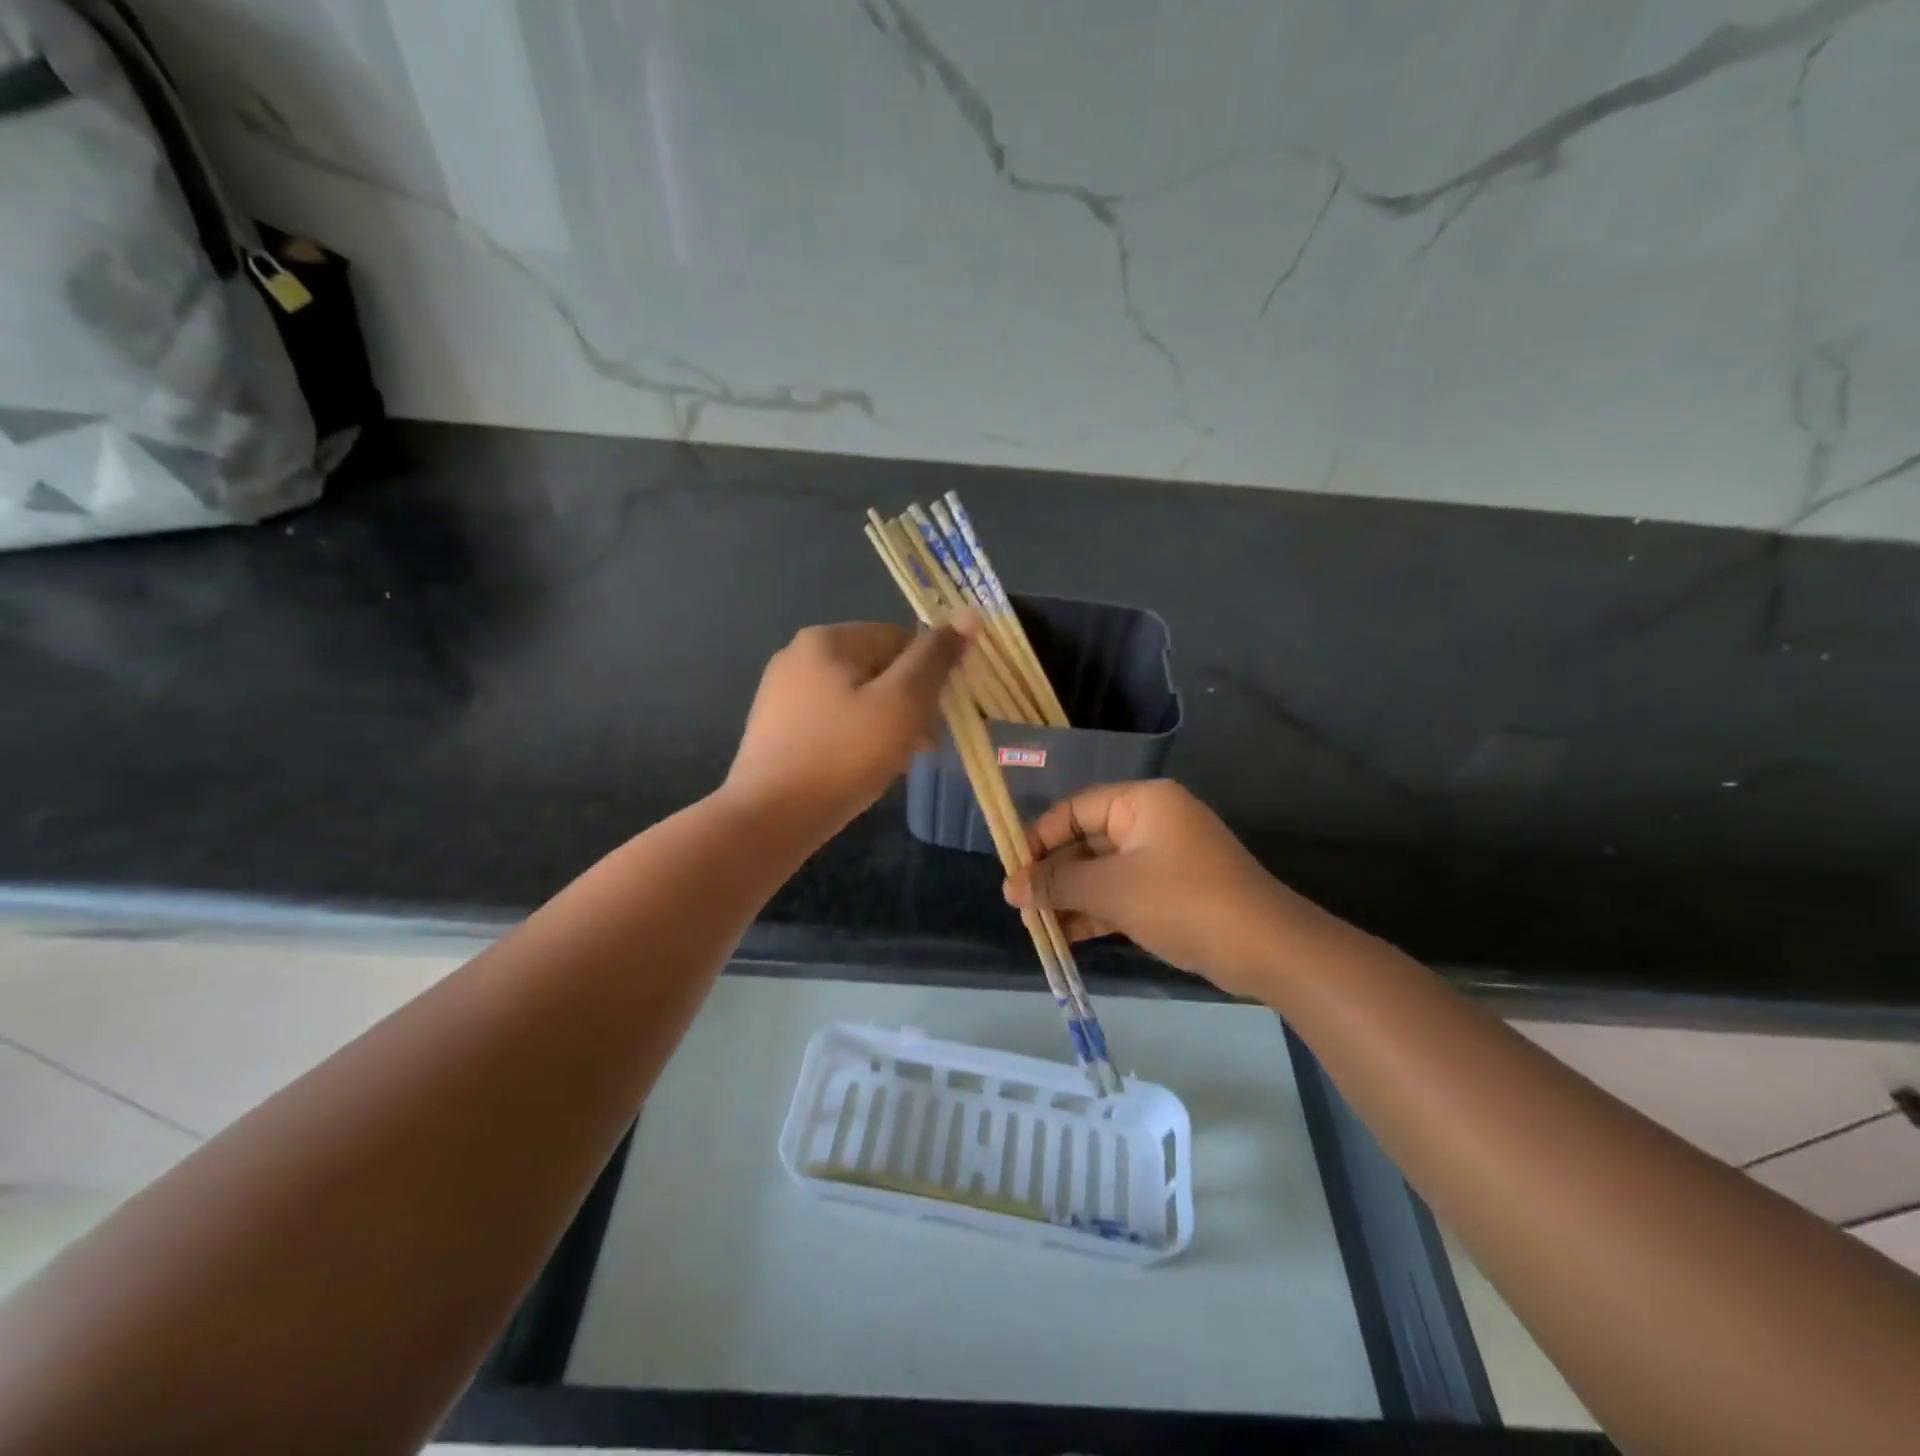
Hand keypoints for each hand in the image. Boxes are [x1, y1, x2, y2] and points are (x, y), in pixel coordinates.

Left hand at [724, 617, 975, 833]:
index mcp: (827, 639)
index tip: (939, 717)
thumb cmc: (842, 756)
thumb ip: (935, 659)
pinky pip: (833, 720)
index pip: (901, 639)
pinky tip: (863, 768)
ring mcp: (783, 692)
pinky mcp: (777, 726)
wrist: (769, 819)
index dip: (929, 676)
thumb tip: (969, 615)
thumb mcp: (901, 704)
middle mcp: (799, 655)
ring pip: (857, 697)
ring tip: (896, 762)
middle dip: (908, 704)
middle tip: (922, 746)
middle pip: (878, 668)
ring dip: (886, 723)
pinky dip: (856, 737)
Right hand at [1002, 780, 1332, 997]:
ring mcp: (1164, 859)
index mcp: (1142, 802)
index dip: (1039, 838)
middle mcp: (1152, 822)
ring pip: (1103, 872)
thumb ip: (1059, 884)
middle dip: (1054, 874)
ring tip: (1035, 924)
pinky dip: (1096, 912)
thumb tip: (1010, 886)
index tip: (1012, 869)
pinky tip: (1065, 936)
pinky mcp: (1171, 893)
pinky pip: (1122, 894)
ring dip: (1071, 897)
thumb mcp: (1113, 889)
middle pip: (1087, 841)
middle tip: (1019, 903)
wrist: (1266, 949)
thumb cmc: (1183, 901)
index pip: (1075, 809)